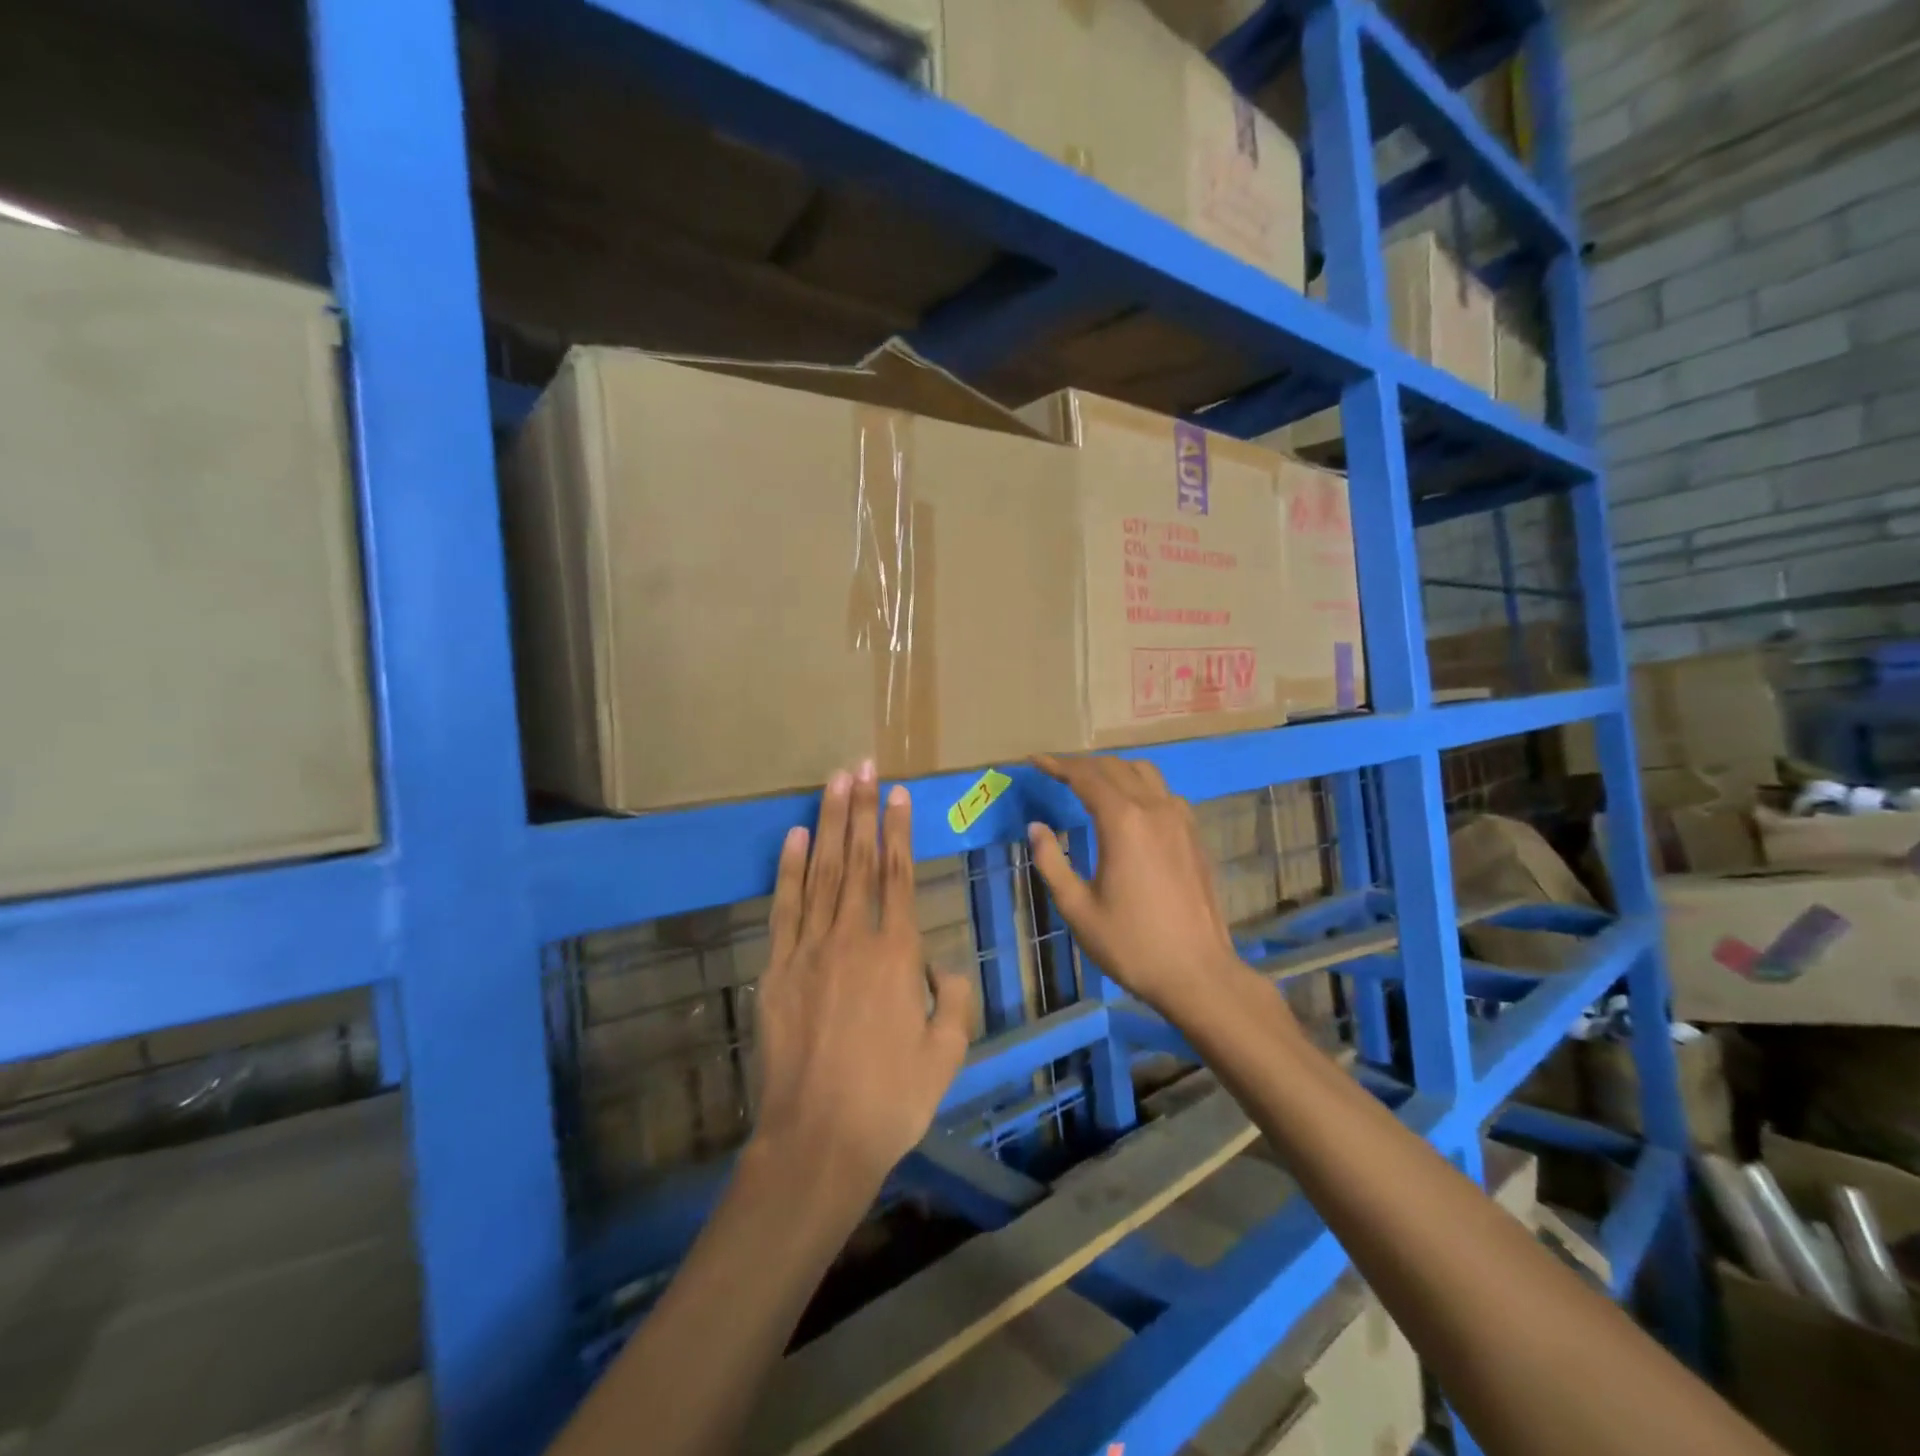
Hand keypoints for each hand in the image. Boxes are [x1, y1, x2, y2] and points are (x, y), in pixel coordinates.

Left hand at [751, 761, 975, 1193]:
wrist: (818, 1140)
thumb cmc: (891, 1100)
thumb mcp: (947, 1053)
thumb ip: (953, 999)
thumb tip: (940, 966)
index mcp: (897, 955)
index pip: (898, 875)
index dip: (897, 830)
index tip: (897, 792)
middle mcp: (852, 939)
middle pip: (857, 860)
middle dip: (861, 808)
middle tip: (862, 766)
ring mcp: (809, 950)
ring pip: (821, 873)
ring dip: (828, 824)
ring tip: (834, 783)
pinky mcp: (776, 969)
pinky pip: (784, 908)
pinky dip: (788, 869)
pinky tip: (793, 837)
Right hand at [1027, 754, 1247, 1022]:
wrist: (1198, 972)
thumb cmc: (1131, 944)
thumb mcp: (1078, 908)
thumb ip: (1052, 862)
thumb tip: (1036, 828)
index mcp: (1122, 822)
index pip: (1085, 777)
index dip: (1058, 765)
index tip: (1035, 762)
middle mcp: (1154, 809)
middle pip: (1114, 767)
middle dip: (1082, 765)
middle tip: (1055, 772)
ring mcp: (1180, 819)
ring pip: (1145, 773)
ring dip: (1113, 770)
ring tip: (1091, 783)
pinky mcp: (1194, 835)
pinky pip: (1164, 793)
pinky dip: (1139, 786)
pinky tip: (1129, 808)